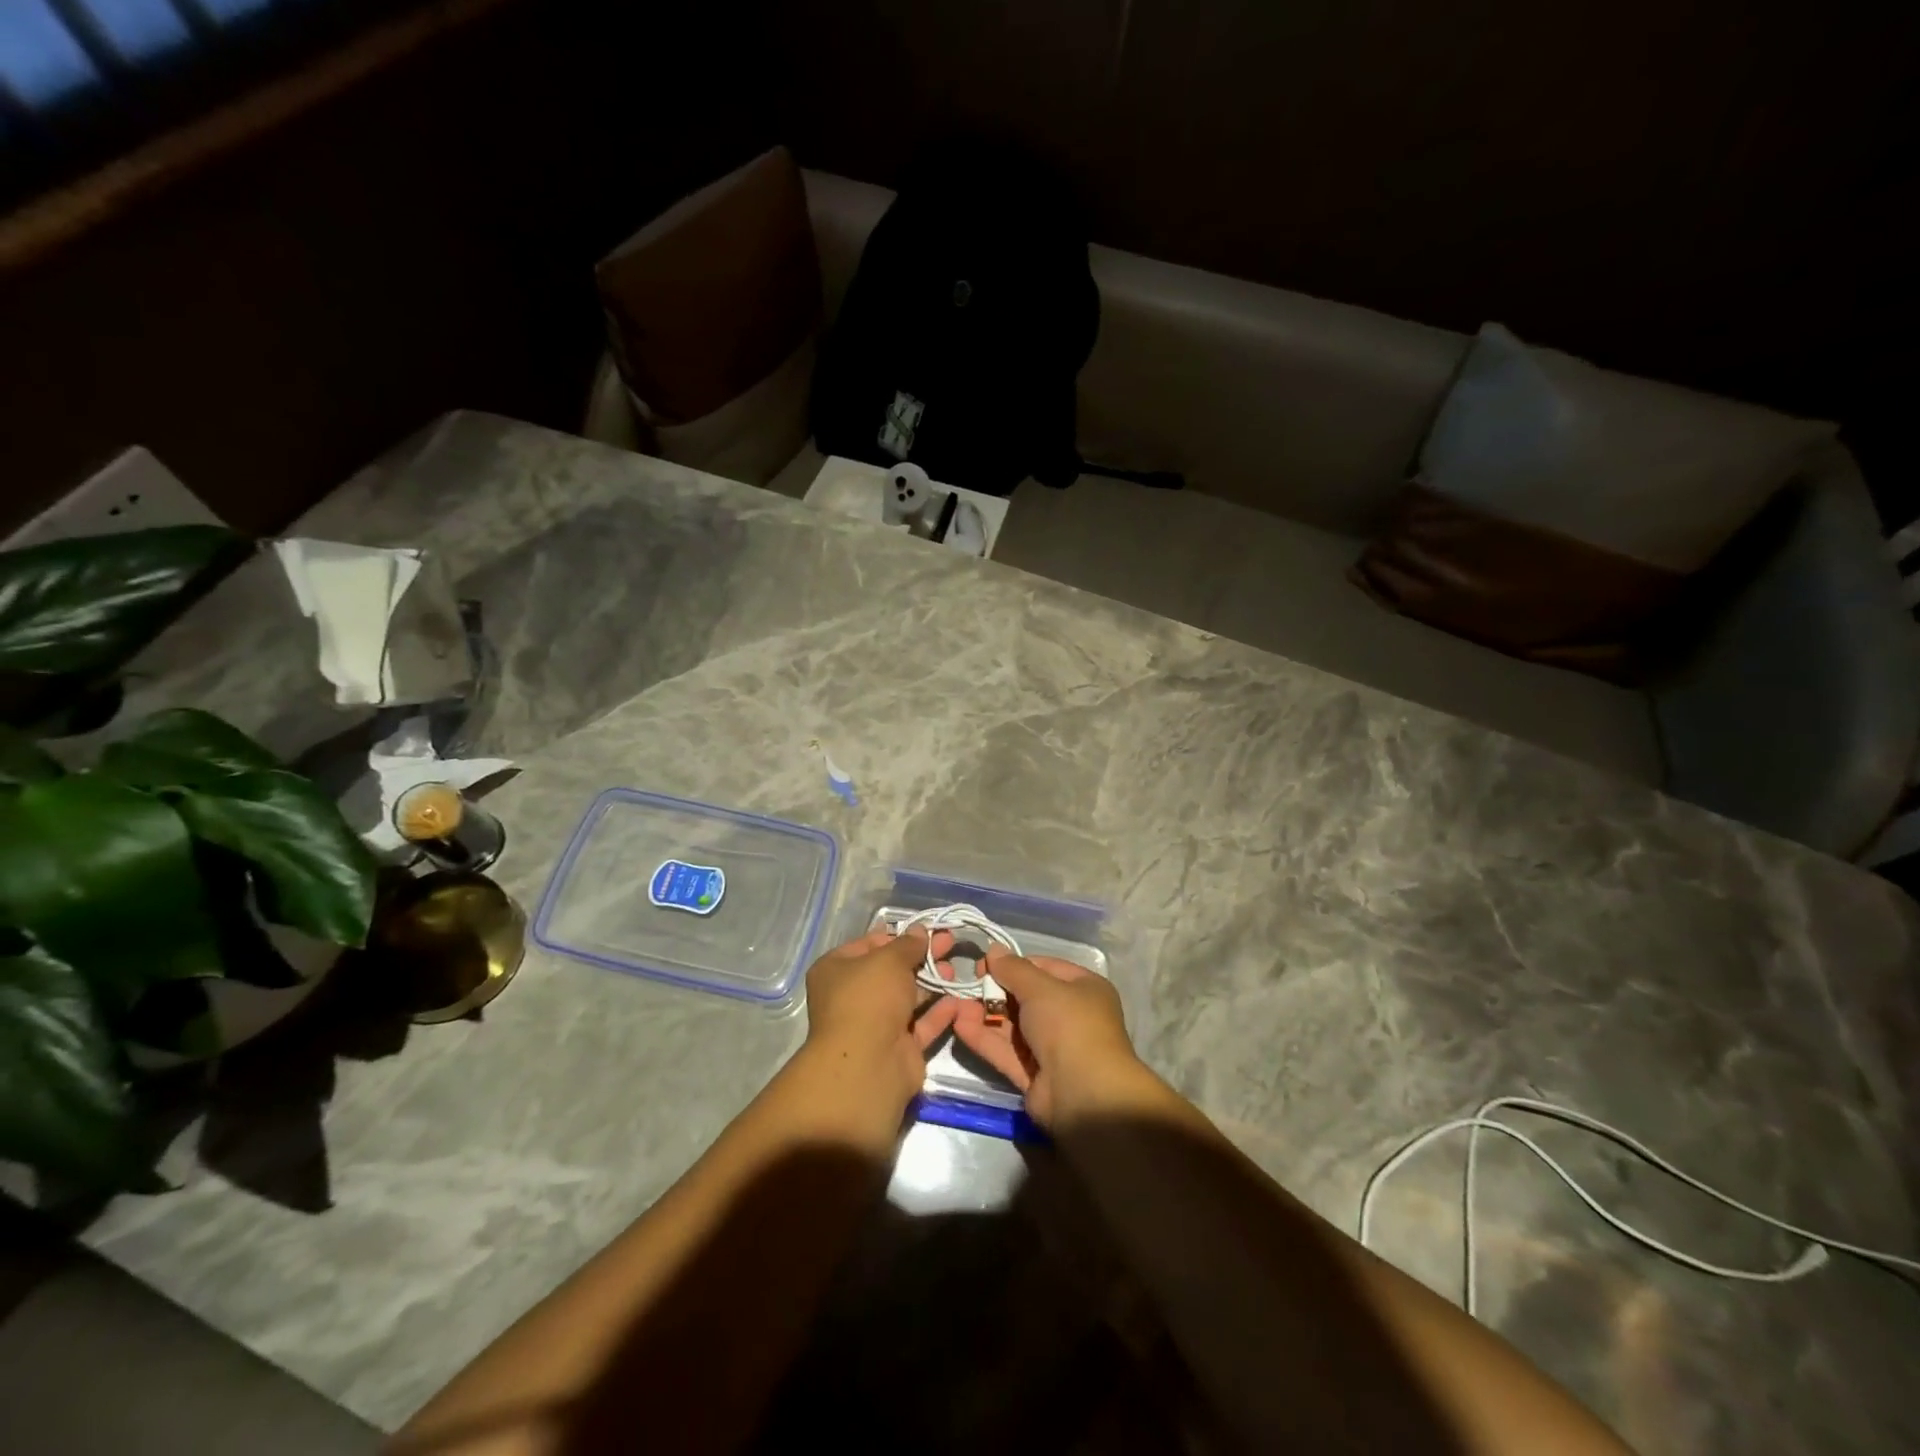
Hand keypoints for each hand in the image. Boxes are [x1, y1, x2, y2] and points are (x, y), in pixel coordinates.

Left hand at [802, 928, 959, 1110]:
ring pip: (908, 997)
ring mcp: (876, 1024)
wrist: (868, 1065)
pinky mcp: (898, 1047)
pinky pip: (921, 1024)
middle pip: (892, 971)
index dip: (897, 936)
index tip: (925, 930)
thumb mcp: (889, 960)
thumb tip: (919, 931)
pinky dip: (939, 1012)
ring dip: (932, 983)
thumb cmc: (870, 999)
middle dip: (921, 957)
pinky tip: (959, 999)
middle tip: (948, 943)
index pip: (869, 945)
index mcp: (837, 970)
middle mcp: (853, 996)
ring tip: (955, 970)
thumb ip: (908, 945)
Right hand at [950, 945, 1145, 1127]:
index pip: (1043, 968)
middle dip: (995, 991)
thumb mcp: (1040, 988)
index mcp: (1083, 989)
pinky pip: (1006, 1051)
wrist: (1084, 1095)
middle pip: (1025, 997)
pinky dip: (985, 1039)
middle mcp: (1070, 1016)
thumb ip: (1013, 969)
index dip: (1013, 965)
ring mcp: (1051, 1048)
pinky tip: (959, 1026)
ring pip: (1012, 1026)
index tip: (985, 964)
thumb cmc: (1068, 1025)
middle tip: (966, 986)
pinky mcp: (1034, 1075)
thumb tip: (994, 949)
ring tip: (954, 1005)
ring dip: (985, 1015)